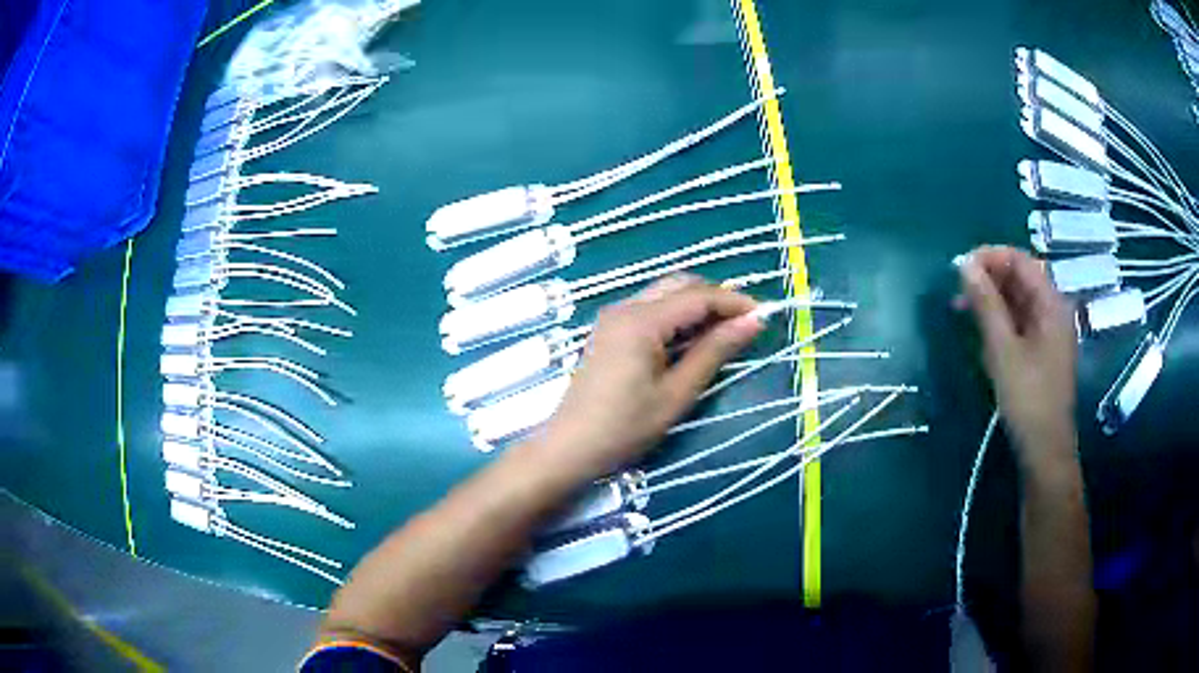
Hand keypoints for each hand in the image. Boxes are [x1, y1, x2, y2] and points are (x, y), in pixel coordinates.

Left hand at [538, 275, 763, 479]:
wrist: (571, 447)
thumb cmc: (626, 427)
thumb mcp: (677, 393)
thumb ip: (714, 352)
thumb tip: (752, 321)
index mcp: (641, 320)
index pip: (698, 296)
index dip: (735, 302)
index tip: (765, 316)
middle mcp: (625, 307)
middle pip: (680, 285)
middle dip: (716, 298)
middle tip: (744, 325)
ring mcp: (614, 317)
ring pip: (665, 294)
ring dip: (697, 306)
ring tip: (724, 334)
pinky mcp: (610, 330)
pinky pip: (650, 309)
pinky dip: (677, 317)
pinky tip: (692, 341)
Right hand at [956, 246, 1077, 467]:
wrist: (1044, 449)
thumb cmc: (1027, 398)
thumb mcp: (1002, 349)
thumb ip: (985, 303)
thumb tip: (964, 264)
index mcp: (1051, 303)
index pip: (1020, 260)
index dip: (990, 256)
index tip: (960, 267)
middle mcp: (1053, 309)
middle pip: (1021, 277)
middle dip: (989, 277)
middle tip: (957, 290)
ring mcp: (1049, 330)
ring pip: (1018, 299)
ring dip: (991, 298)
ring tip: (962, 308)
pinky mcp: (1041, 349)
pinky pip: (1020, 320)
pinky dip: (999, 318)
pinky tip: (981, 329)